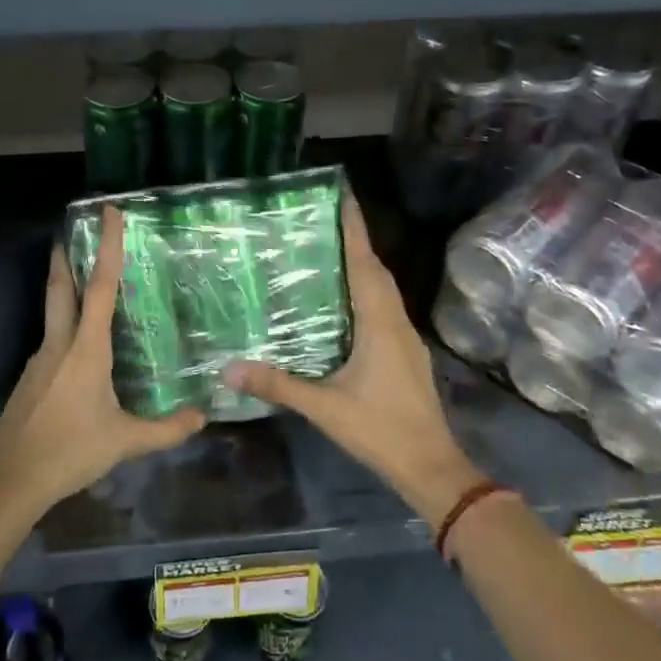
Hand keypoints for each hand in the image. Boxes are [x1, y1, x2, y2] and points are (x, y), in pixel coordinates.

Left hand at [0, 207, 204, 511]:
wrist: (10, 479)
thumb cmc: (70, 451)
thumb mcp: (126, 441)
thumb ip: (167, 429)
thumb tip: (203, 416)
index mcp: (86, 349)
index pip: (101, 287)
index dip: (108, 247)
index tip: (108, 212)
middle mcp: (59, 344)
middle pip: (61, 288)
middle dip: (66, 256)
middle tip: (70, 231)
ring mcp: (39, 361)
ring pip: (53, 313)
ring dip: (64, 289)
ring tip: (84, 284)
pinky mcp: (29, 379)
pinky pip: (51, 341)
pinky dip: (64, 327)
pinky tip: (77, 348)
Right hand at [225, 195, 481, 523]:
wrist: (431, 466)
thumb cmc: (380, 430)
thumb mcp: (324, 408)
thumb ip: (278, 385)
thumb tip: (228, 369)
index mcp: (379, 323)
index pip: (365, 263)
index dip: (354, 227)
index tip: (342, 194)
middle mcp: (396, 321)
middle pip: (376, 269)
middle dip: (355, 239)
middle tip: (323, 217)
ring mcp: (405, 338)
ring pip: (383, 289)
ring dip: (362, 264)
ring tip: (329, 250)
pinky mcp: (405, 353)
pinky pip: (383, 307)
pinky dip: (365, 291)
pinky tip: (344, 302)